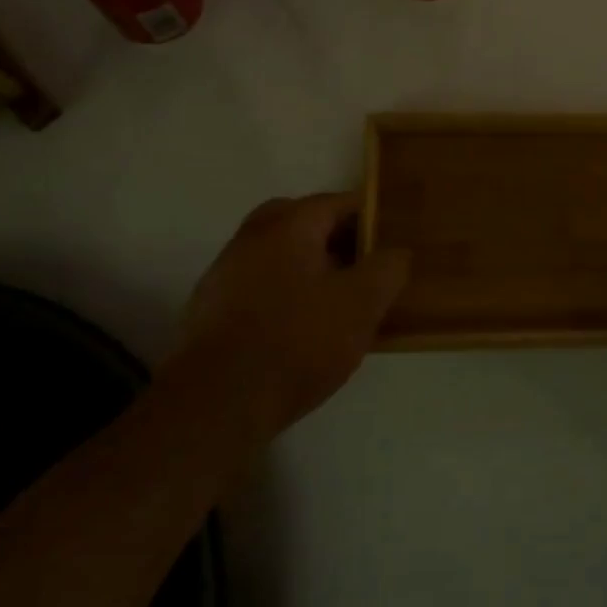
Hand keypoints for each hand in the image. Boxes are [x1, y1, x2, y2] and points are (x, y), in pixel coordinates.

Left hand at [179, 193, 409, 435]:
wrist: (217, 403)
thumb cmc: (298, 341)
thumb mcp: (362, 304)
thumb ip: (388, 268)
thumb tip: (396, 252)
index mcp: (289, 225)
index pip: (337, 202)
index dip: (369, 217)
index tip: (390, 240)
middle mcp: (251, 237)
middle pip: (301, 222)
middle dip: (333, 237)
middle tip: (360, 264)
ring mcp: (224, 272)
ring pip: (277, 253)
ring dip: (306, 266)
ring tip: (334, 300)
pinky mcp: (209, 309)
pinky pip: (257, 284)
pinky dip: (281, 292)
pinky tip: (297, 326)